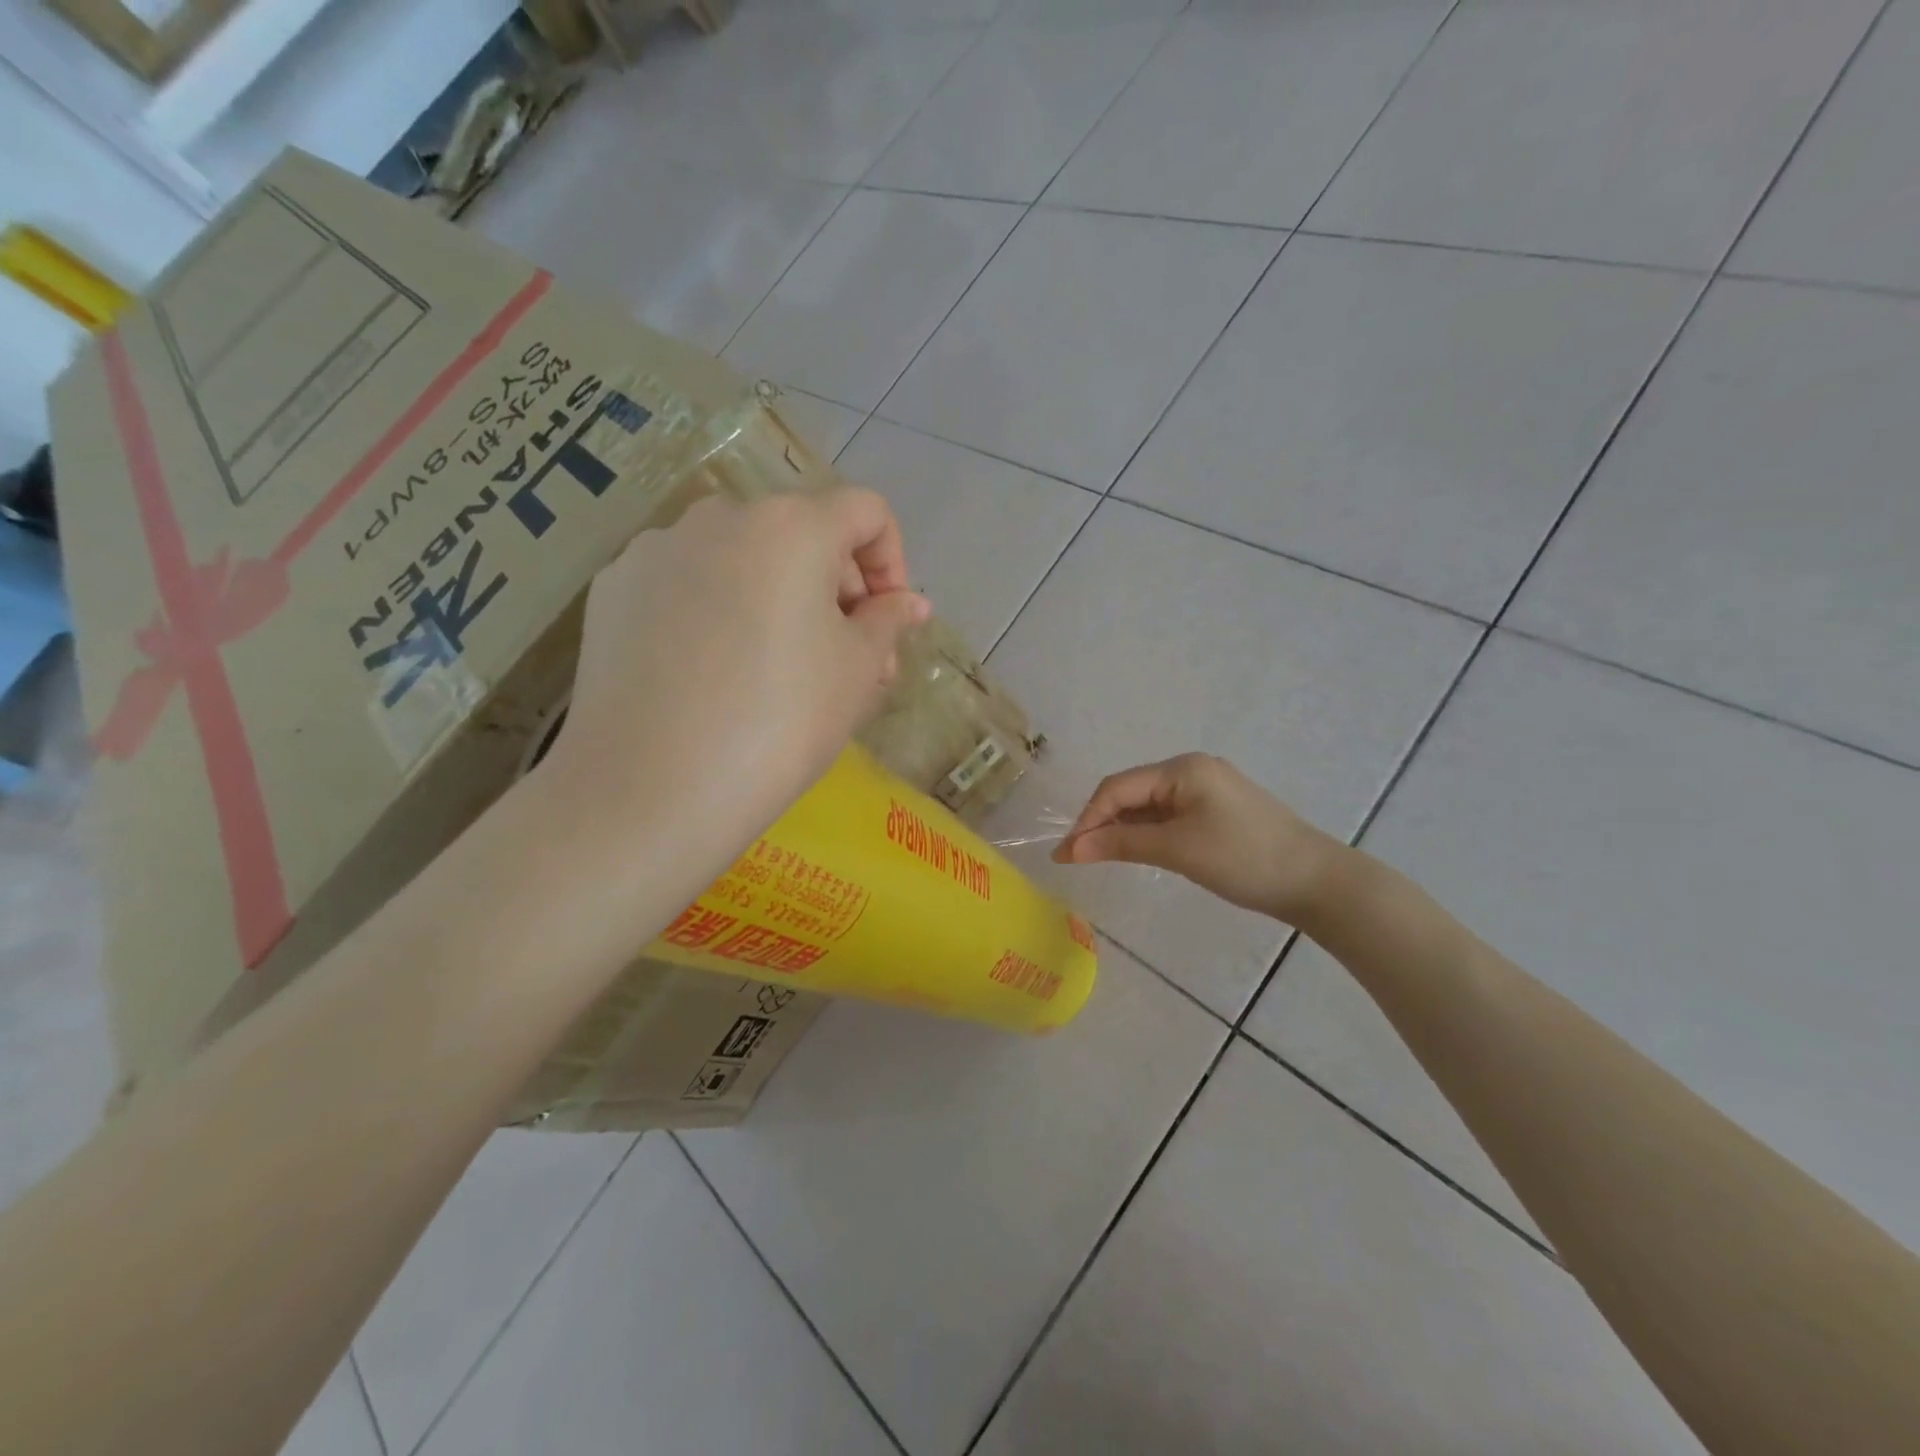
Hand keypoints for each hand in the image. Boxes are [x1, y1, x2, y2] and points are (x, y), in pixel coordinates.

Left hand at [546, 488, 930, 848]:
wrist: (652, 790)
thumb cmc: (781, 723)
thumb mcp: (858, 672)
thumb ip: (888, 622)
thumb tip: (908, 604)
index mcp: (790, 526)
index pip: (865, 512)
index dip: (891, 562)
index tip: (888, 623)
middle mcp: (719, 518)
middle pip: (800, 533)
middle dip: (836, 588)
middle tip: (848, 660)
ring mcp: (656, 551)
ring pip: (742, 560)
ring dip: (779, 599)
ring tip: (781, 671)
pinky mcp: (614, 591)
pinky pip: (688, 585)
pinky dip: (718, 612)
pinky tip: (714, 675)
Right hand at [1054, 753, 1346, 925]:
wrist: (1316, 881)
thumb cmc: (1244, 859)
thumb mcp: (1177, 850)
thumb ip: (1121, 844)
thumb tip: (1070, 849)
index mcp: (1182, 768)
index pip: (1117, 787)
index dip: (1087, 818)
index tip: (1066, 854)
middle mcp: (1191, 770)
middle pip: (1131, 792)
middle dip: (1101, 823)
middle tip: (1078, 859)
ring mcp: (1206, 789)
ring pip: (1149, 806)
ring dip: (1122, 829)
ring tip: (1100, 858)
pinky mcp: (1216, 811)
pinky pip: (1168, 816)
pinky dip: (1147, 833)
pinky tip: (1136, 851)